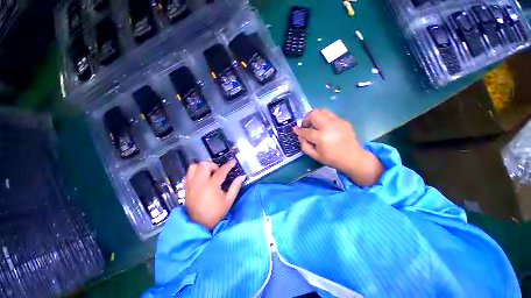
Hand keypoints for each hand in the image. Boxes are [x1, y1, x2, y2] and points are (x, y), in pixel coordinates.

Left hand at [184, 160, 244, 229]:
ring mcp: (191, 184)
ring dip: (203, 167)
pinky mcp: (186, 187)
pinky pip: (189, 173)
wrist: (199, 225)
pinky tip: (202, 178)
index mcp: (211, 186)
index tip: (233, 162)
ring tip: (209, 174)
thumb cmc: (216, 213)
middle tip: (218, 172)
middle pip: (204, 165)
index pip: (221, 171)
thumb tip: (242, 176)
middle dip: (213, 165)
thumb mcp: (229, 200)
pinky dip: (195, 172)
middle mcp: (199, 182)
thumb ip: (235, 186)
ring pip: (194, 166)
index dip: (228, 165)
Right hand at [294, 109, 383, 185]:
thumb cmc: (332, 159)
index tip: (295, 129)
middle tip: (307, 126)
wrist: (353, 158)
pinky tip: (326, 128)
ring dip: (316, 117)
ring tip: (315, 125)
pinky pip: (330, 115)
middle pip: (314, 114)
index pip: (306, 131)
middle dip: (307, 119)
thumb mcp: (315, 155)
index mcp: (321, 137)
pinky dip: (324, 119)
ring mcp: (337, 122)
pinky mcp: (343, 121)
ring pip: (322, 111)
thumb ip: (304, 145)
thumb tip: (300, 135)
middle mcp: (329, 126)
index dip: (299, 130)